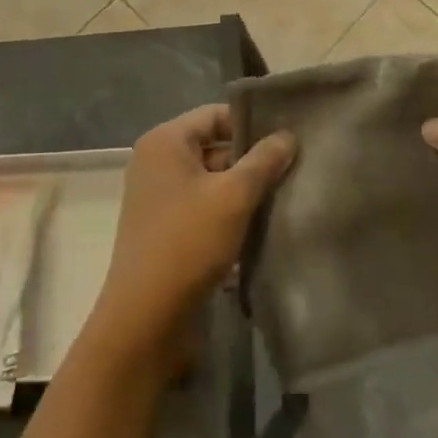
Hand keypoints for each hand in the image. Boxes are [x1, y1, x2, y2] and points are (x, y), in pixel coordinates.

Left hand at [88, 104, 295, 362]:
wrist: (144, 322)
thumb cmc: (187, 243)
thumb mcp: (234, 197)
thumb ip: (263, 161)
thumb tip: (288, 136)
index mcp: (165, 142)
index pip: (215, 115)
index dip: (251, 124)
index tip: (287, 137)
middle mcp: (156, 163)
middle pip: (213, 147)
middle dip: (251, 160)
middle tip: (293, 168)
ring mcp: (158, 198)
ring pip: (211, 181)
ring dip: (243, 191)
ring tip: (285, 196)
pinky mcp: (164, 231)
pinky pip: (203, 209)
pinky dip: (228, 214)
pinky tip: (261, 228)